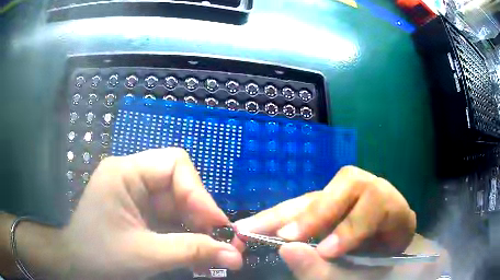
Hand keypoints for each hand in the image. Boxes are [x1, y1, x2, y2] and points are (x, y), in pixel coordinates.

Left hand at [59, 148, 242, 279]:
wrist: (76, 266)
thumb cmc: (100, 257)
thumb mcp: (146, 255)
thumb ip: (192, 253)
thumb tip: (237, 256)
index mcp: (125, 173)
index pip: (174, 164)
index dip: (199, 193)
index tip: (217, 226)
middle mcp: (131, 178)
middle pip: (179, 186)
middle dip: (200, 216)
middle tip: (218, 245)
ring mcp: (135, 196)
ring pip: (178, 205)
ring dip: (196, 230)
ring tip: (210, 255)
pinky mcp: (139, 213)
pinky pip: (170, 219)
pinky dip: (185, 237)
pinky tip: (194, 256)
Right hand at [235, 166, 446, 278]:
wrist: (381, 256)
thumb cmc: (376, 266)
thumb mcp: (361, 274)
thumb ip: (330, 270)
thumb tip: (288, 250)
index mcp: (392, 209)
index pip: (375, 202)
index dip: (350, 226)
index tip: (326, 251)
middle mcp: (372, 192)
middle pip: (346, 185)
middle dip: (313, 213)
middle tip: (281, 236)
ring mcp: (349, 196)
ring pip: (320, 194)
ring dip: (284, 213)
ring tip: (250, 228)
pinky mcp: (329, 203)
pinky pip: (305, 205)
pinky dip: (281, 217)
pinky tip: (260, 226)